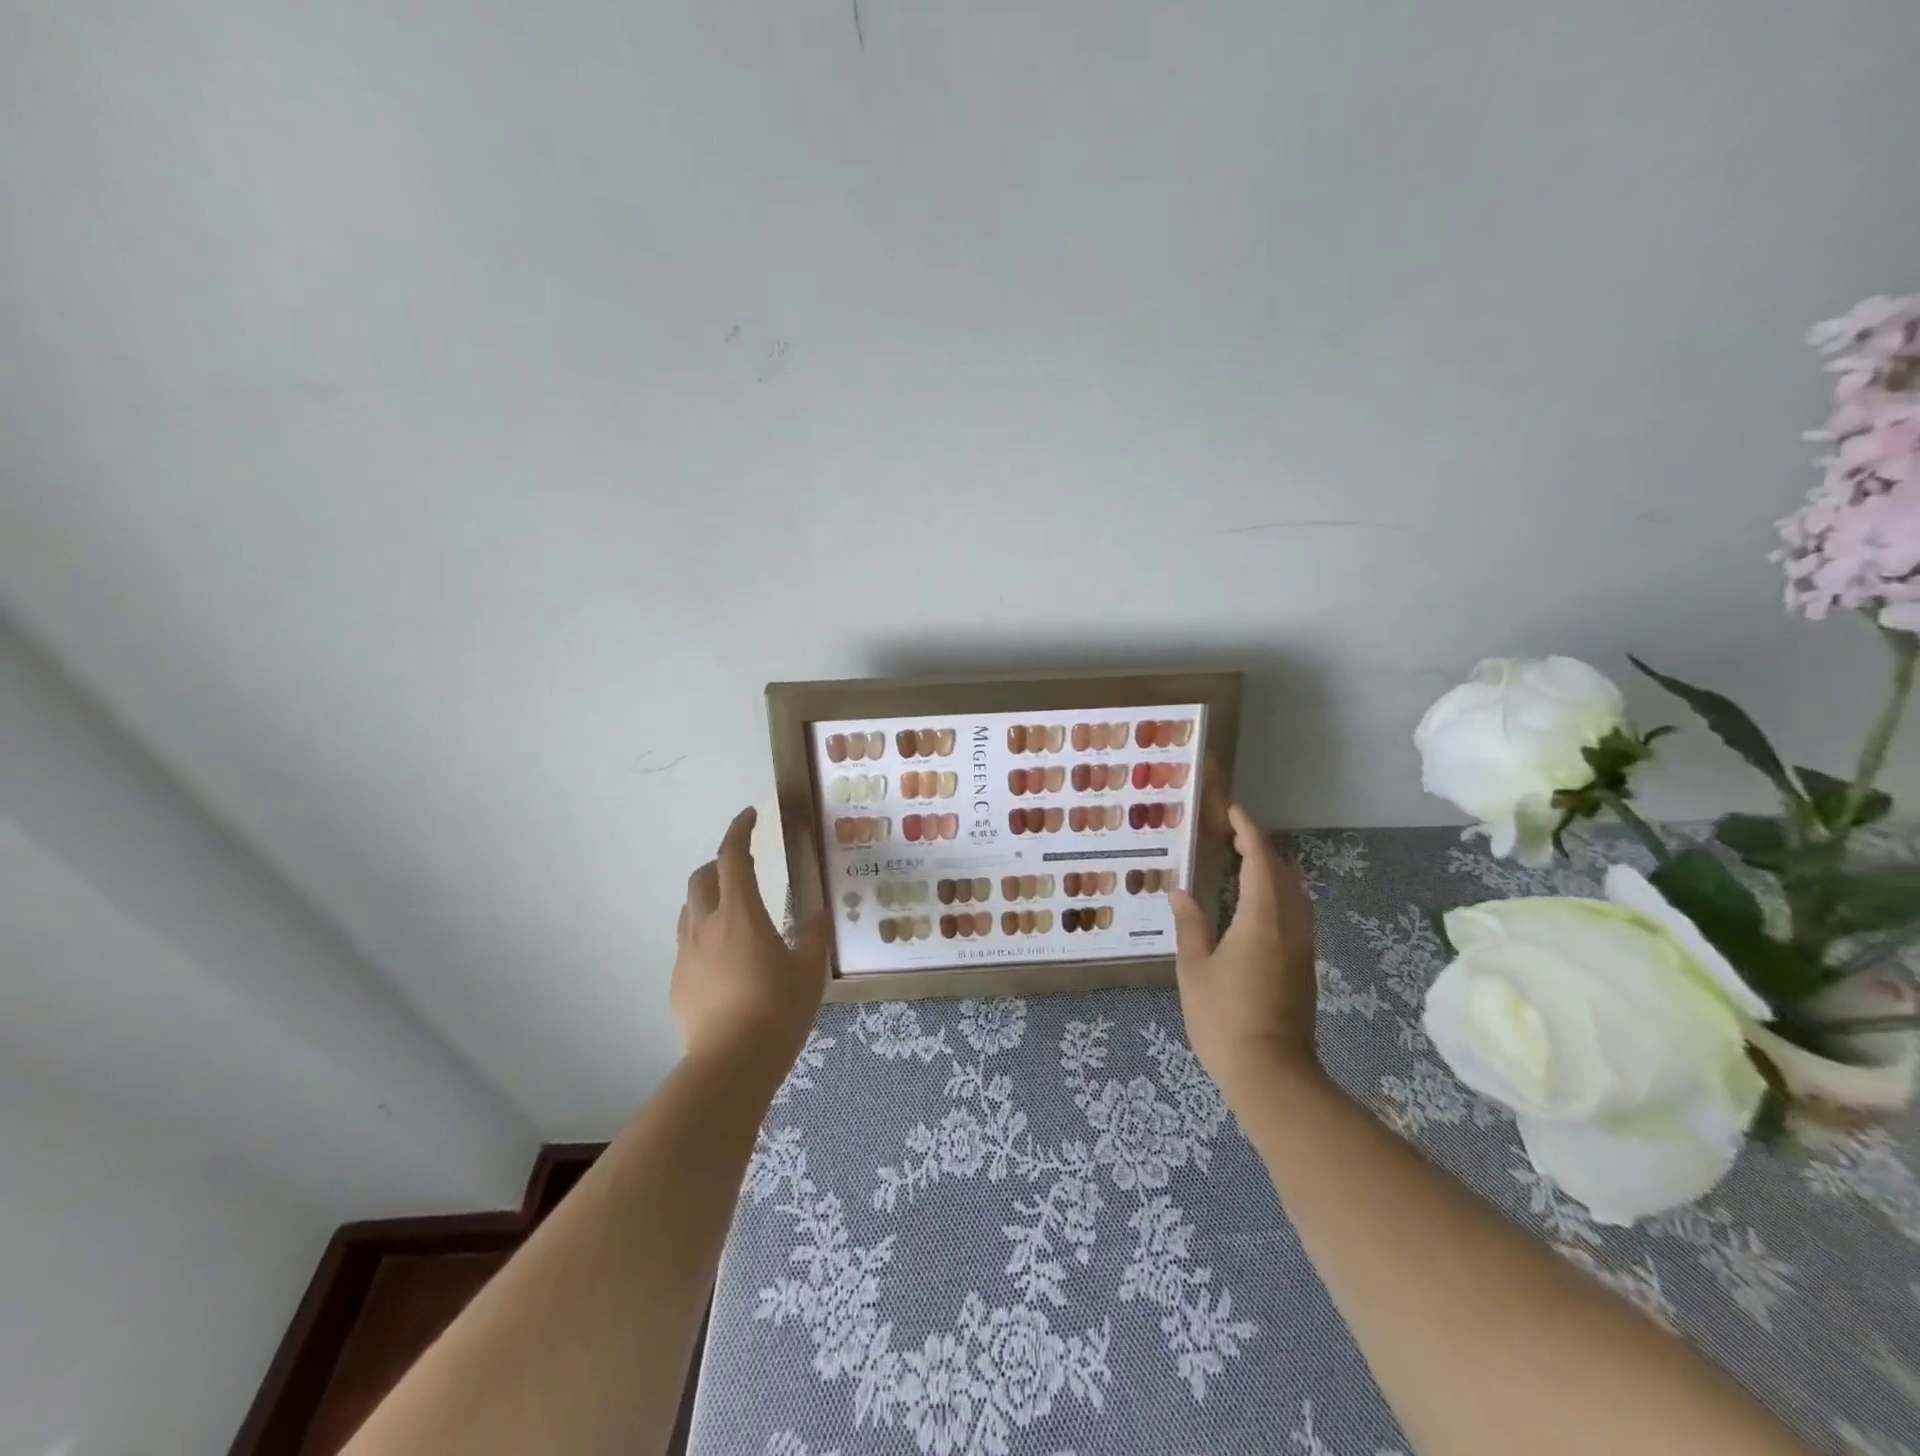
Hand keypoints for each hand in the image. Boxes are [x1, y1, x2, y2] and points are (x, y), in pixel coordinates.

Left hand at [671, 808, 829, 1076]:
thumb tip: (818, 912)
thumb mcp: (809, 969)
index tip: (750, 816)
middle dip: (720, 863)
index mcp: (740, 913)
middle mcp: (706, 925)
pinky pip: (688, 944)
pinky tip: (726, 961)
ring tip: (734, 912)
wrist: (731, 1065)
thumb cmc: (778, 1009)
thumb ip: (814, 934)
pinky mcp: (678, 983)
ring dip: (708, 897)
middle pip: (701, 877)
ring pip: (689, 909)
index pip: (732, 856)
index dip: (740, 830)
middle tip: (744, 867)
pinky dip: (705, 935)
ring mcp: (686, 955)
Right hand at [1169, 804, 1323, 1107]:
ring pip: (1294, 891)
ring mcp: (1302, 945)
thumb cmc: (1224, 1018)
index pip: (1259, 859)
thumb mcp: (1194, 968)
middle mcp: (1290, 923)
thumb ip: (1189, 924)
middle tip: (1229, 833)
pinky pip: (1295, 911)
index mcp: (1262, 918)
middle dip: (1259, 846)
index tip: (1231, 810)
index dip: (1247, 830)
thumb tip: (1180, 890)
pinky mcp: (1304, 964)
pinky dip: (1277, 891)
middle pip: (1282, 871)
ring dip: (1271, 869)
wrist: (1273, 1075)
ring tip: (1240, 861)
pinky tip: (1254, 902)